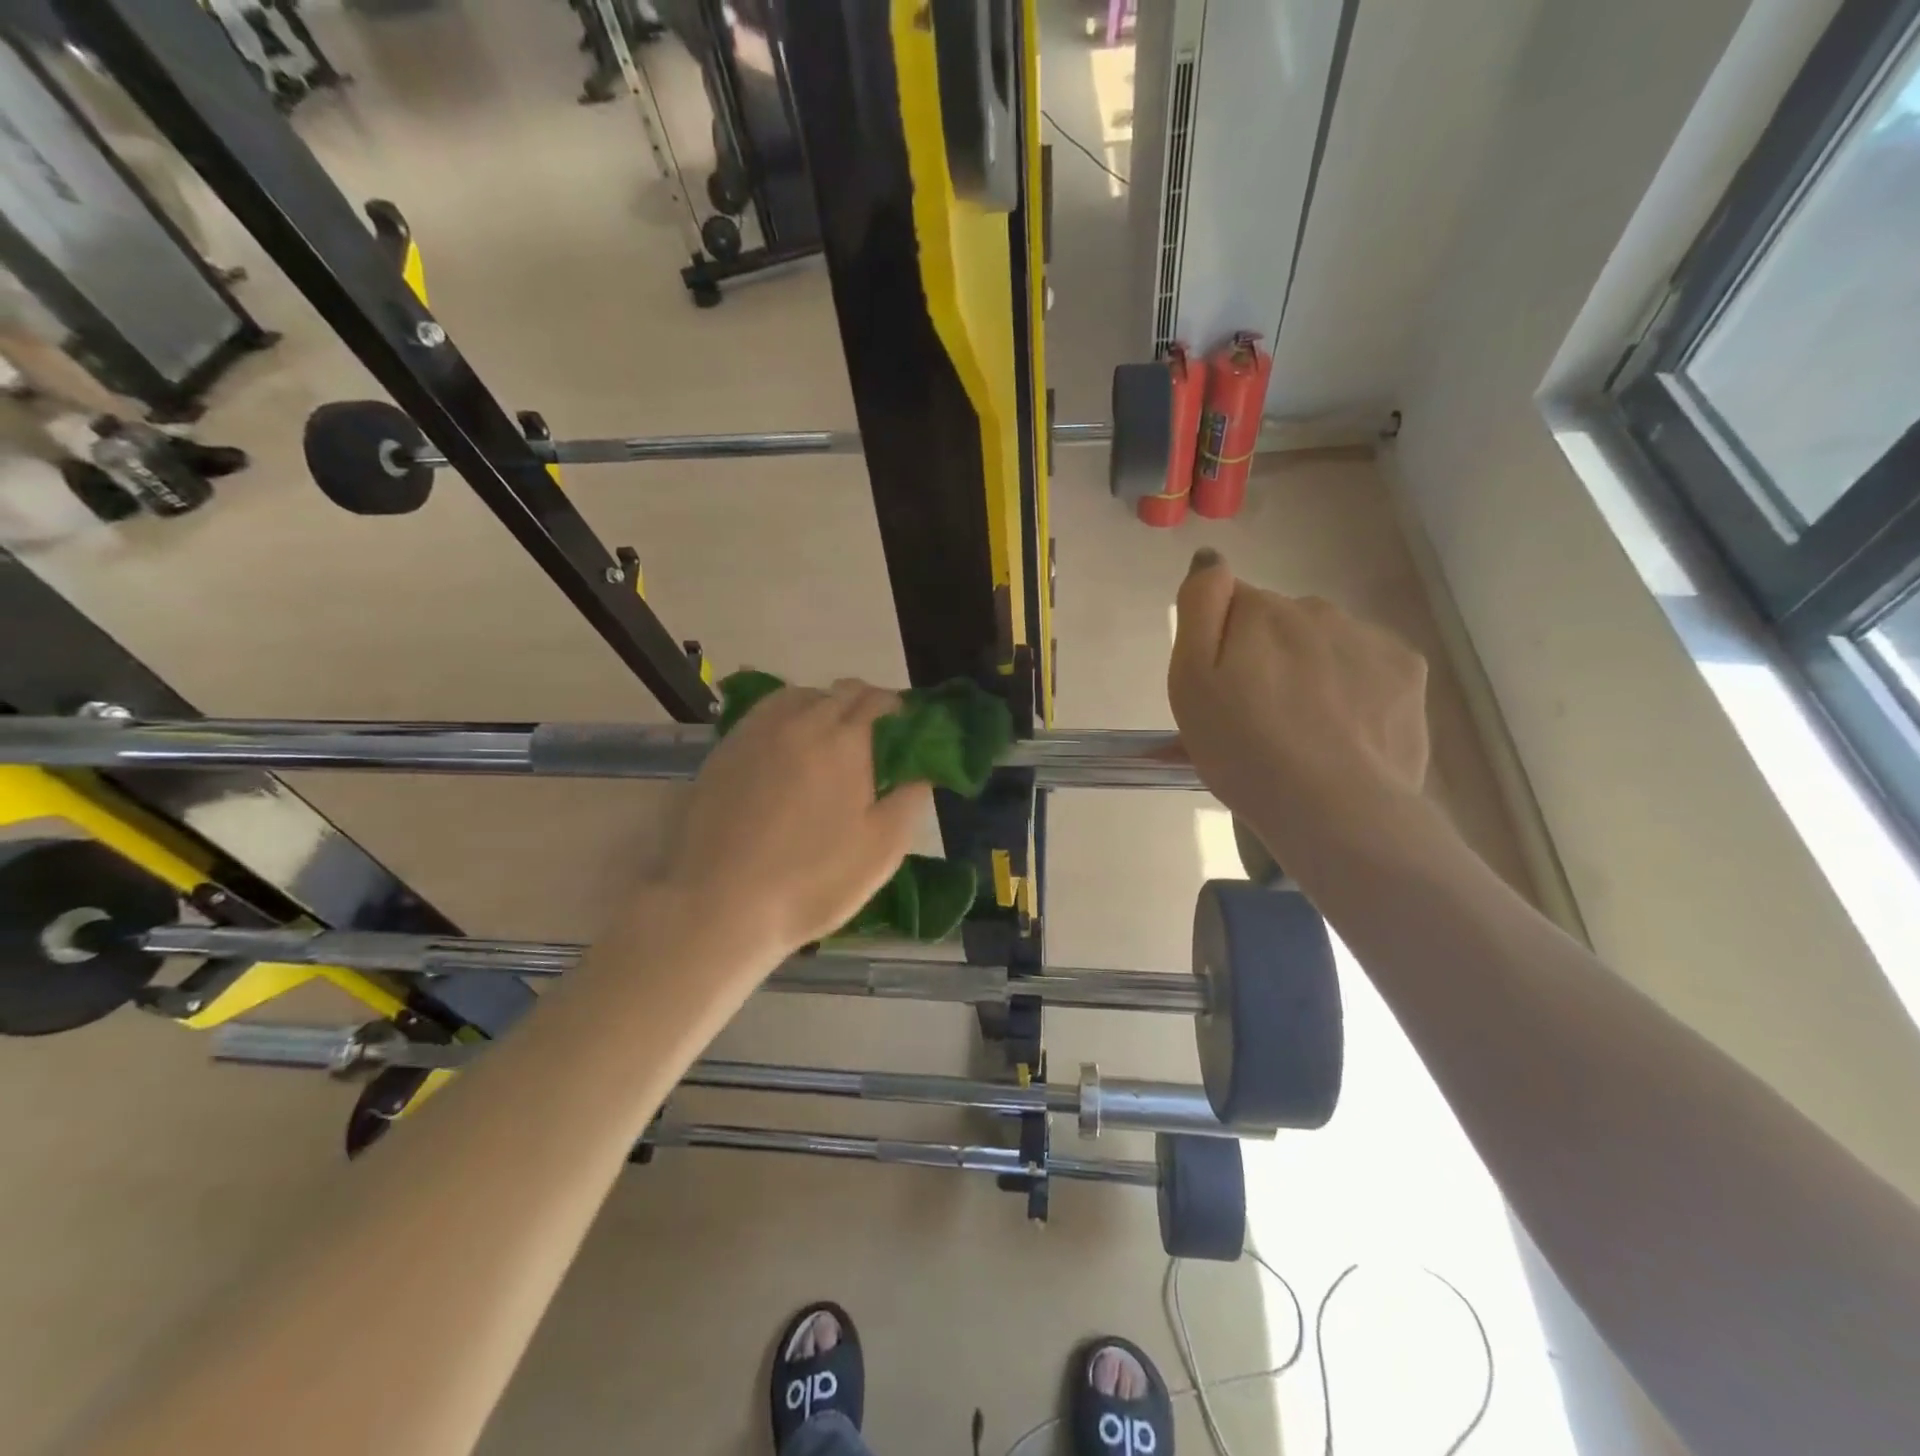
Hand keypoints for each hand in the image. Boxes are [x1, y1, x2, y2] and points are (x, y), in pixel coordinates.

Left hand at [665, 680, 929, 954]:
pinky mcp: (726, 748)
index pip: (880, 700)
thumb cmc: (812, 881)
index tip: (907, 735)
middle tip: (873, 743)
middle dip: (865, 706)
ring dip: (824, 707)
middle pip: (841, 692)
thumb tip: (921, 768)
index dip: (900, 711)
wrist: (719, 904)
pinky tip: (787, 749)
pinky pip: (766, 714)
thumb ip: (910, 798)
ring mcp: (758, 731)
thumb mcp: (882, 849)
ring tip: (829, 742)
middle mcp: (802, 721)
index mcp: (846, 740)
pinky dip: (787, 719)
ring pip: (801, 696)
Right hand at [1168, 549, 1428, 855]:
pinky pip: (1366, 666)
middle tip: (1257, 717)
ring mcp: (1368, 638)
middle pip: (1280, 623)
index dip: (1222, 645)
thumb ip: (1198, 607)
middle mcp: (1317, 609)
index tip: (1223, 690)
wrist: (1333, 808)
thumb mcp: (1189, 680)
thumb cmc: (1243, 749)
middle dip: (1267, 655)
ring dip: (1310, 670)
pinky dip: (1352, 687)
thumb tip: (1212, 558)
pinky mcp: (1407, 672)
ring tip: (1303, 731)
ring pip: (1325, 643)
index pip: (1232, 604)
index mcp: (1261, 610)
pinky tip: (1343, 730)